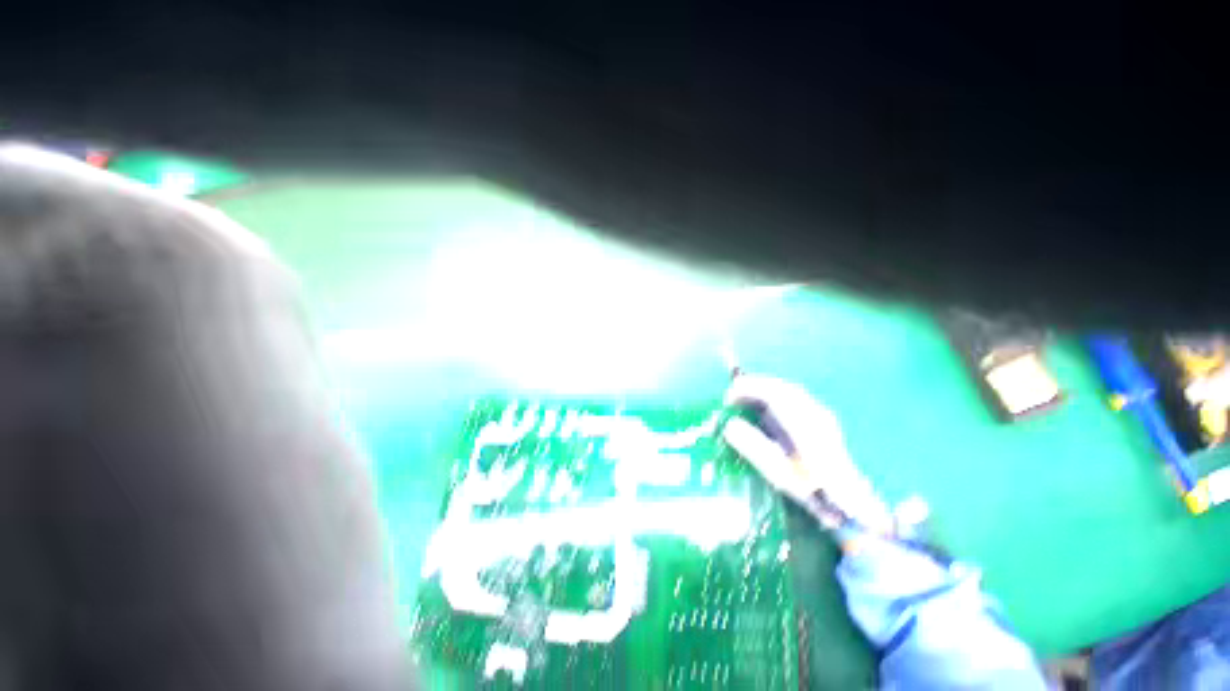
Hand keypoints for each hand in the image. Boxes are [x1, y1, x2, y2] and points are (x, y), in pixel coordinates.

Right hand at [723, 374, 893, 532]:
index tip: (727, 400)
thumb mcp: (778, 473)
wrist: (852, 504)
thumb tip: (730, 425)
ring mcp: (821, 413)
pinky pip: (794, 396)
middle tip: (732, 396)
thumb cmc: (813, 490)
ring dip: (764, 388)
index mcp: (803, 424)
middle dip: (752, 385)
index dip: (746, 390)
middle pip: (779, 385)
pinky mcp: (822, 418)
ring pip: (788, 389)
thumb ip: (753, 446)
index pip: (771, 392)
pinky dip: (774, 394)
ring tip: (744, 398)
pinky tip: (766, 407)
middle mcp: (814, 412)